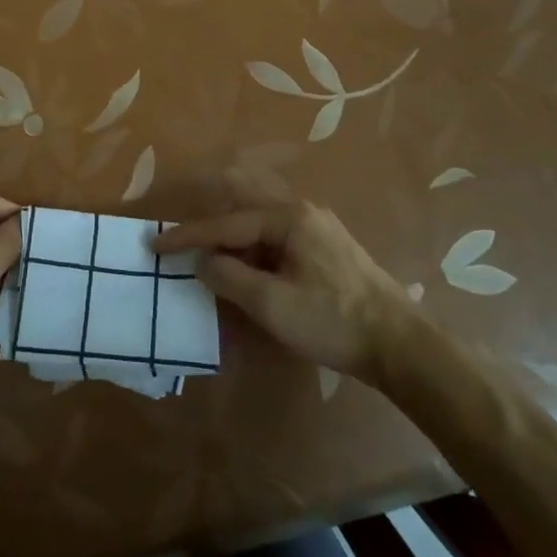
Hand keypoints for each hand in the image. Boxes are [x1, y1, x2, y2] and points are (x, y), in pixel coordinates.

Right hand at [154, 201, 409, 379]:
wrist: (401, 344)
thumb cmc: (332, 320)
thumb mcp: (271, 304)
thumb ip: (229, 277)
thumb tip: (202, 262)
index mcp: (287, 217)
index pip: (225, 223)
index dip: (187, 236)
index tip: (154, 244)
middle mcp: (301, 211)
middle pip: (242, 212)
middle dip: (209, 227)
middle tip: (179, 242)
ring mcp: (317, 228)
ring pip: (259, 227)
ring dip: (232, 244)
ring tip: (207, 261)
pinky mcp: (325, 248)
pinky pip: (276, 240)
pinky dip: (253, 252)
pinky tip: (245, 272)